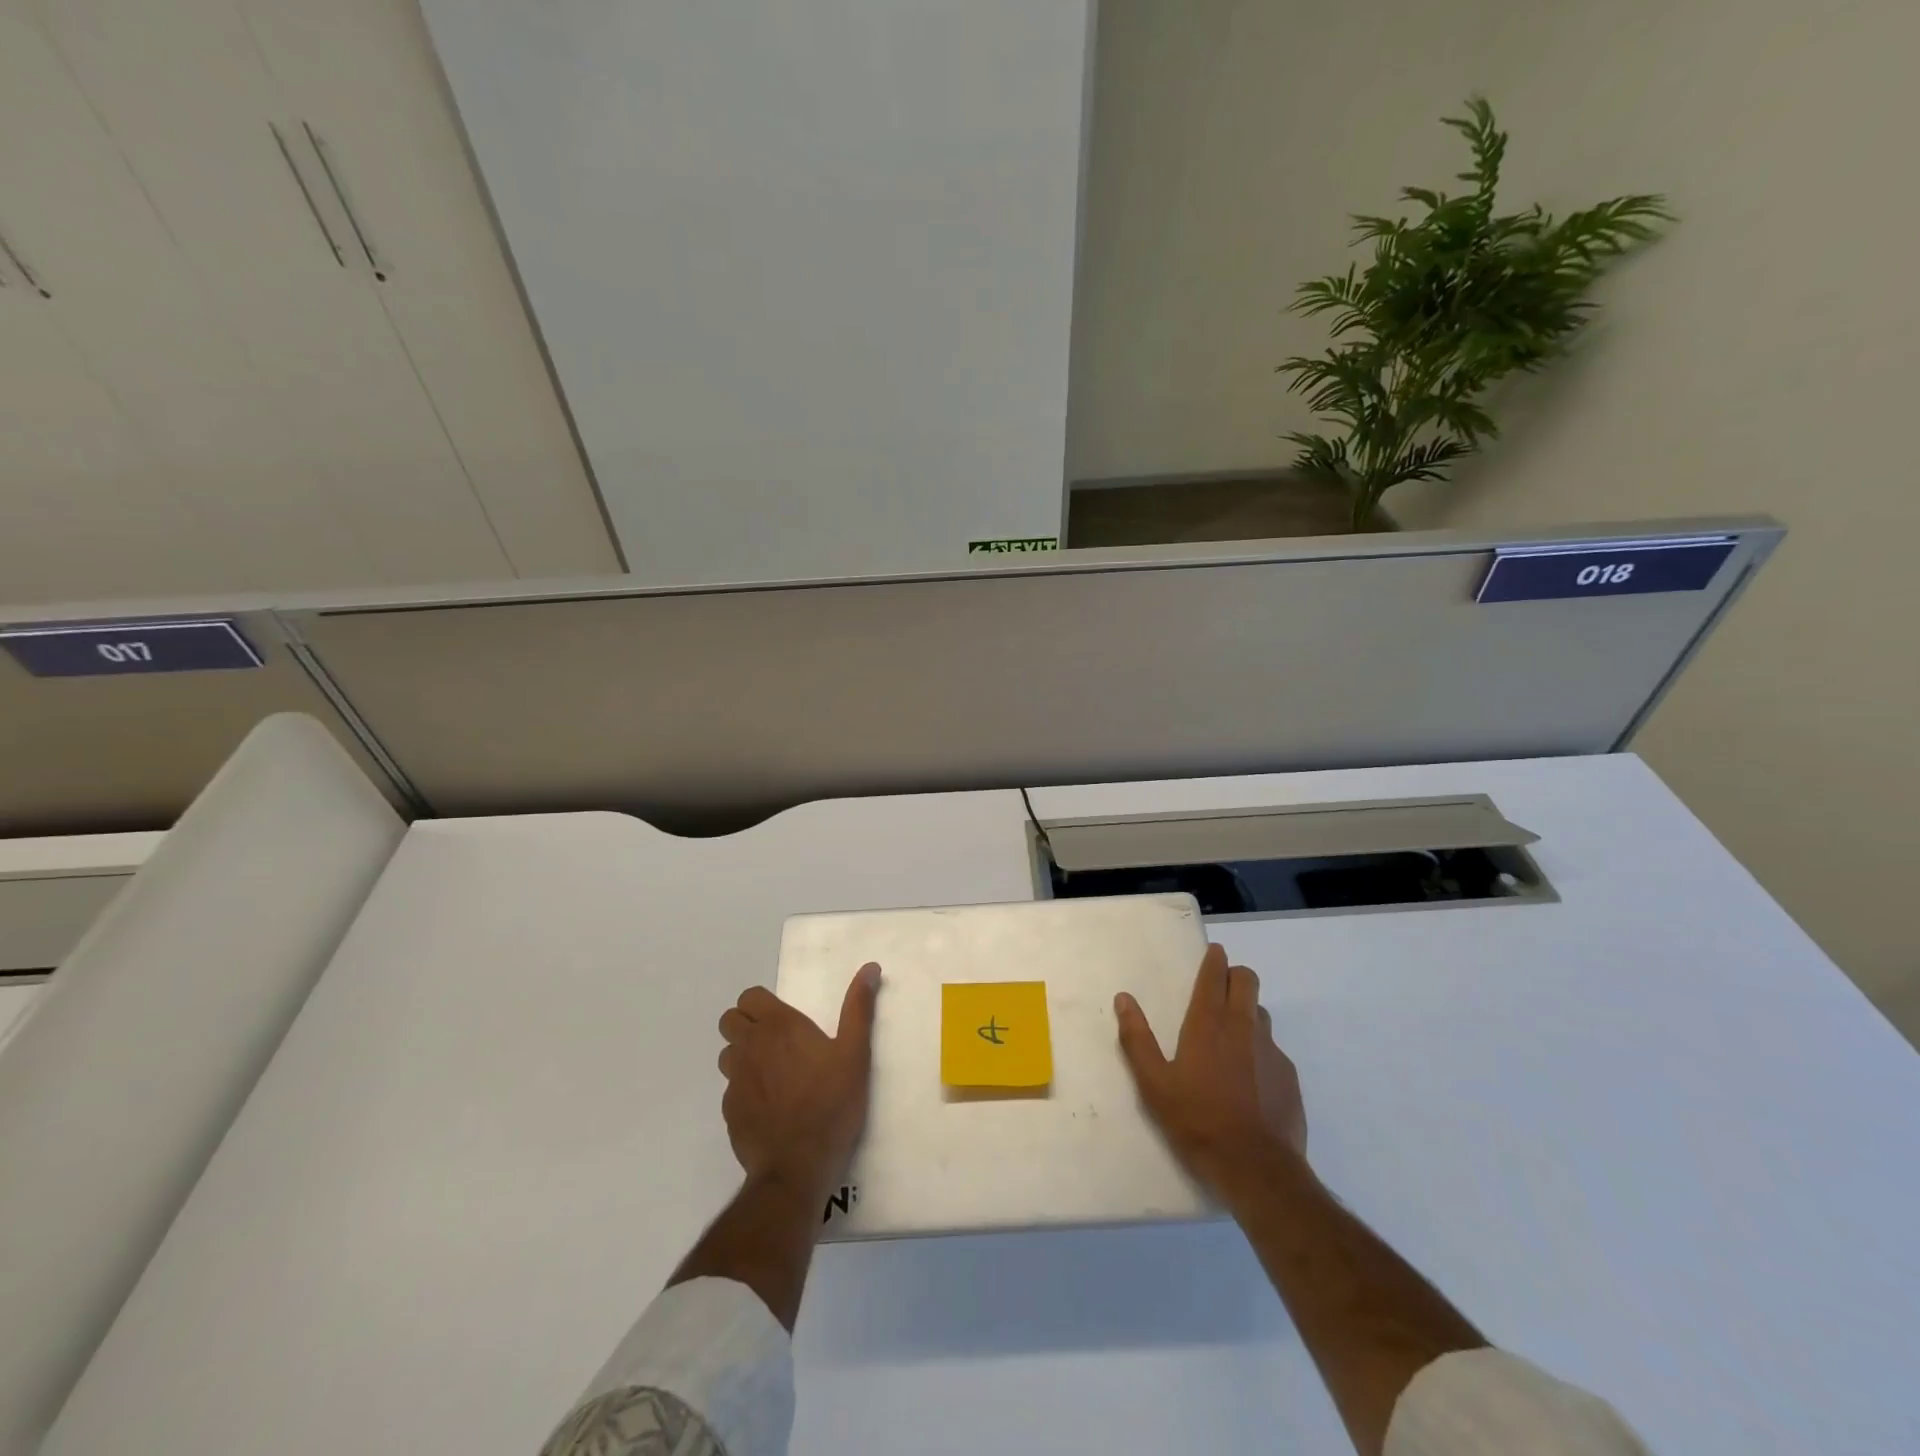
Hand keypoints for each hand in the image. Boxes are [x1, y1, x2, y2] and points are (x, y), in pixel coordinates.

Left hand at [717, 963, 880, 1201]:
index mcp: (778, 1027)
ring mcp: (735, 1081)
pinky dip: (745, 1089)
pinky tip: (769, 1106)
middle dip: (747, 1024)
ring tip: (773, 1072)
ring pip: (728, 1054)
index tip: (783, 1017)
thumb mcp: (855, 1052)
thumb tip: (870, 968)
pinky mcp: (730, 1112)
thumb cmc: (831, 1103)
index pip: (749, 997)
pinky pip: (731, 1089)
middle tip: (777, 1040)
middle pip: (730, 1021)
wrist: (798, 1166)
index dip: (762, 1003)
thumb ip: (858, 1007)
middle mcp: (750, 1047)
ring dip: (743, 1055)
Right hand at [1115, 944, 1307, 1203]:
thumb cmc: (1197, 1121)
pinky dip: (1260, 1051)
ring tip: (1232, 1037)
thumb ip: (1137, 1038)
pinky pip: (1273, 1050)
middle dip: (1235, 976)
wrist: (1256, 1169)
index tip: (1213, 953)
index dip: (1214, 960)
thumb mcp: (1154, 1084)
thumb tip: (1124, 999)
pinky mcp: (1289, 1077)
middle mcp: (1243, 1027)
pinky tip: (1250, 1079)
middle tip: (1220, 988)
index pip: (1214, 976)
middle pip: (1247, 981)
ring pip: (1261, 1014)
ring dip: (1247, 1012)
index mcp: (1208, 1024)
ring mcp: (1271, 1051)